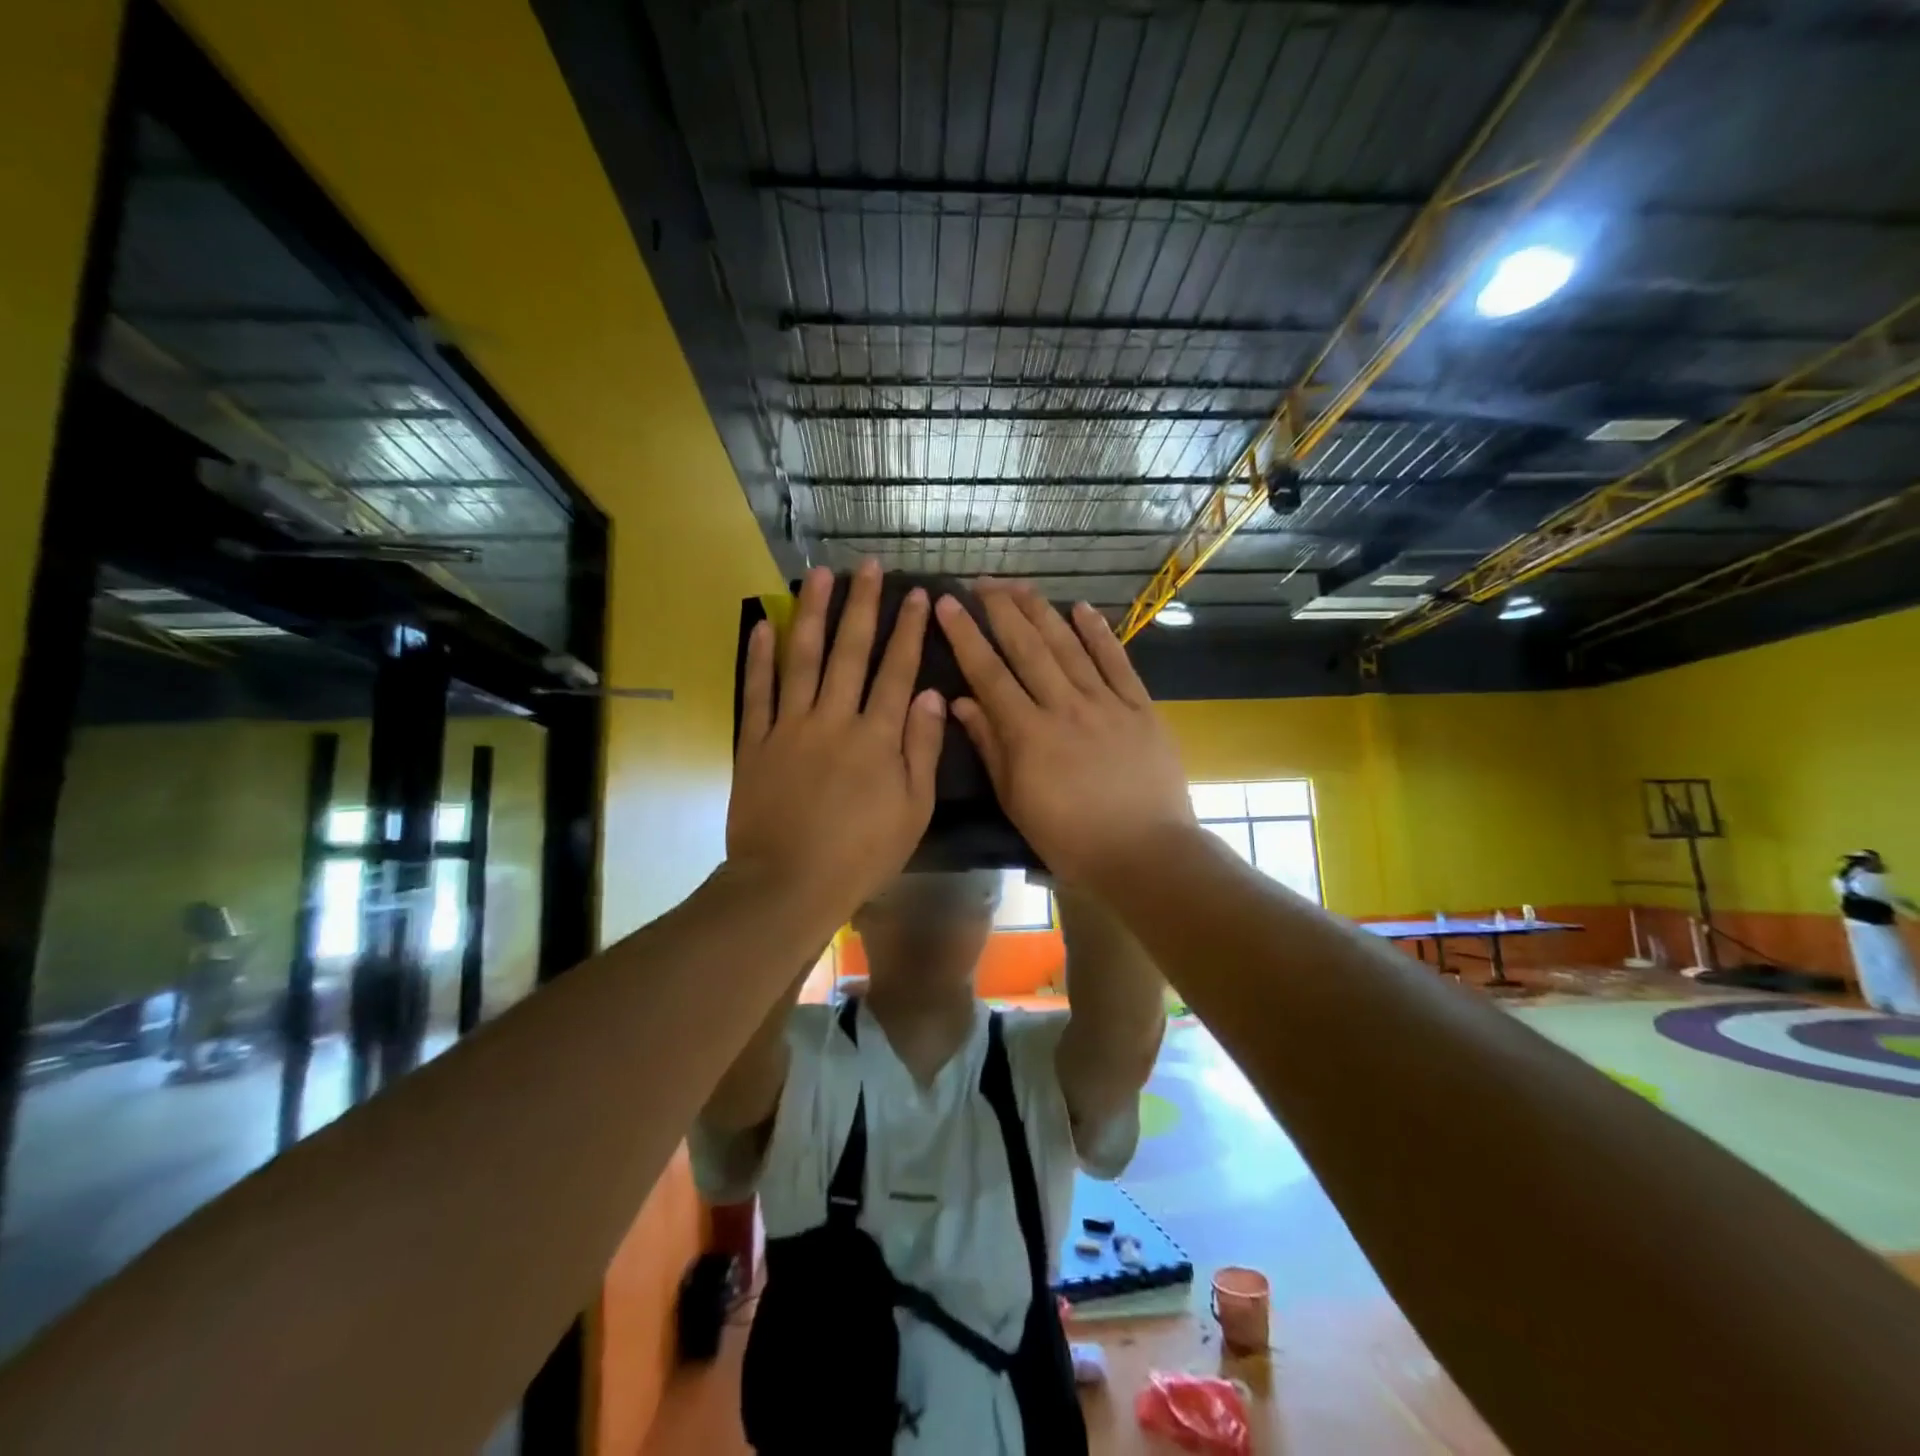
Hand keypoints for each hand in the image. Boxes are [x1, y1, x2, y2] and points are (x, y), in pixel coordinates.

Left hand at [728, 560, 946, 922]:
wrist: (789, 883)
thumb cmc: (861, 853)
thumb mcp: (912, 811)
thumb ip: (922, 750)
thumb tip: (930, 695)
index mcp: (877, 737)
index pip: (897, 671)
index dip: (908, 630)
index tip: (916, 594)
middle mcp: (834, 719)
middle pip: (850, 652)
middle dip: (862, 606)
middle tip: (867, 566)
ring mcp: (790, 727)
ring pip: (802, 659)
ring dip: (812, 614)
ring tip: (818, 576)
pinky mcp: (756, 742)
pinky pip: (757, 692)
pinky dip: (758, 657)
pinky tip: (763, 624)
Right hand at [934, 585, 1194, 889]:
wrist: (1146, 853)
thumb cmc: (1072, 838)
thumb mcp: (1018, 801)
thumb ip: (991, 747)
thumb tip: (961, 702)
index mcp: (1029, 734)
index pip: (989, 674)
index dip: (966, 636)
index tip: (948, 603)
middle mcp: (1065, 707)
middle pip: (1028, 648)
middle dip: (1002, 610)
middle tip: (982, 582)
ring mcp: (1106, 703)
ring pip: (1069, 646)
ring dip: (1042, 611)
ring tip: (1020, 585)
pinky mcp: (1141, 707)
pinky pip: (1117, 661)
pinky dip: (1099, 633)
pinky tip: (1082, 608)